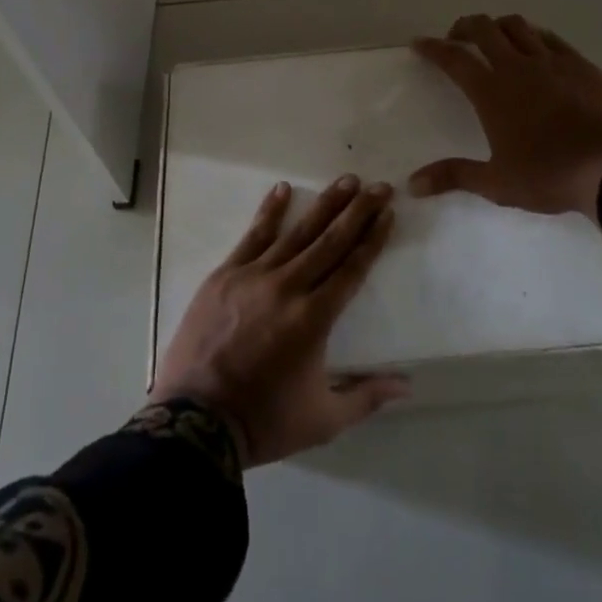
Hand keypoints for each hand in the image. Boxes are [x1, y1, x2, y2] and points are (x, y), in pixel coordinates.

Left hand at [151, 175, 409, 466]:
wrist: (195, 421)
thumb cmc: (263, 420)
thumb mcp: (323, 420)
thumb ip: (366, 396)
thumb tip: (407, 385)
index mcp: (314, 318)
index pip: (352, 268)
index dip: (373, 239)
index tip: (388, 213)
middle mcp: (288, 287)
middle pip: (330, 241)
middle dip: (358, 211)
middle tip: (379, 186)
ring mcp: (254, 276)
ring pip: (296, 232)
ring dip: (324, 204)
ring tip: (347, 181)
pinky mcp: (225, 274)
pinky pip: (253, 236)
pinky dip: (269, 211)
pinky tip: (283, 189)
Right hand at [410, 13, 601, 222]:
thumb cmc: (550, 175)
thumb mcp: (497, 183)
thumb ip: (454, 176)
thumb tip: (412, 184)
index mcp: (491, 91)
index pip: (453, 59)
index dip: (433, 48)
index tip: (419, 43)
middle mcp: (517, 67)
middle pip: (484, 29)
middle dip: (465, 26)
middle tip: (457, 37)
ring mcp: (552, 61)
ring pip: (518, 26)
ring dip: (499, 26)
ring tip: (495, 39)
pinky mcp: (581, 64)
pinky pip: (551, 38)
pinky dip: (534, 36)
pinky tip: (536, 48)